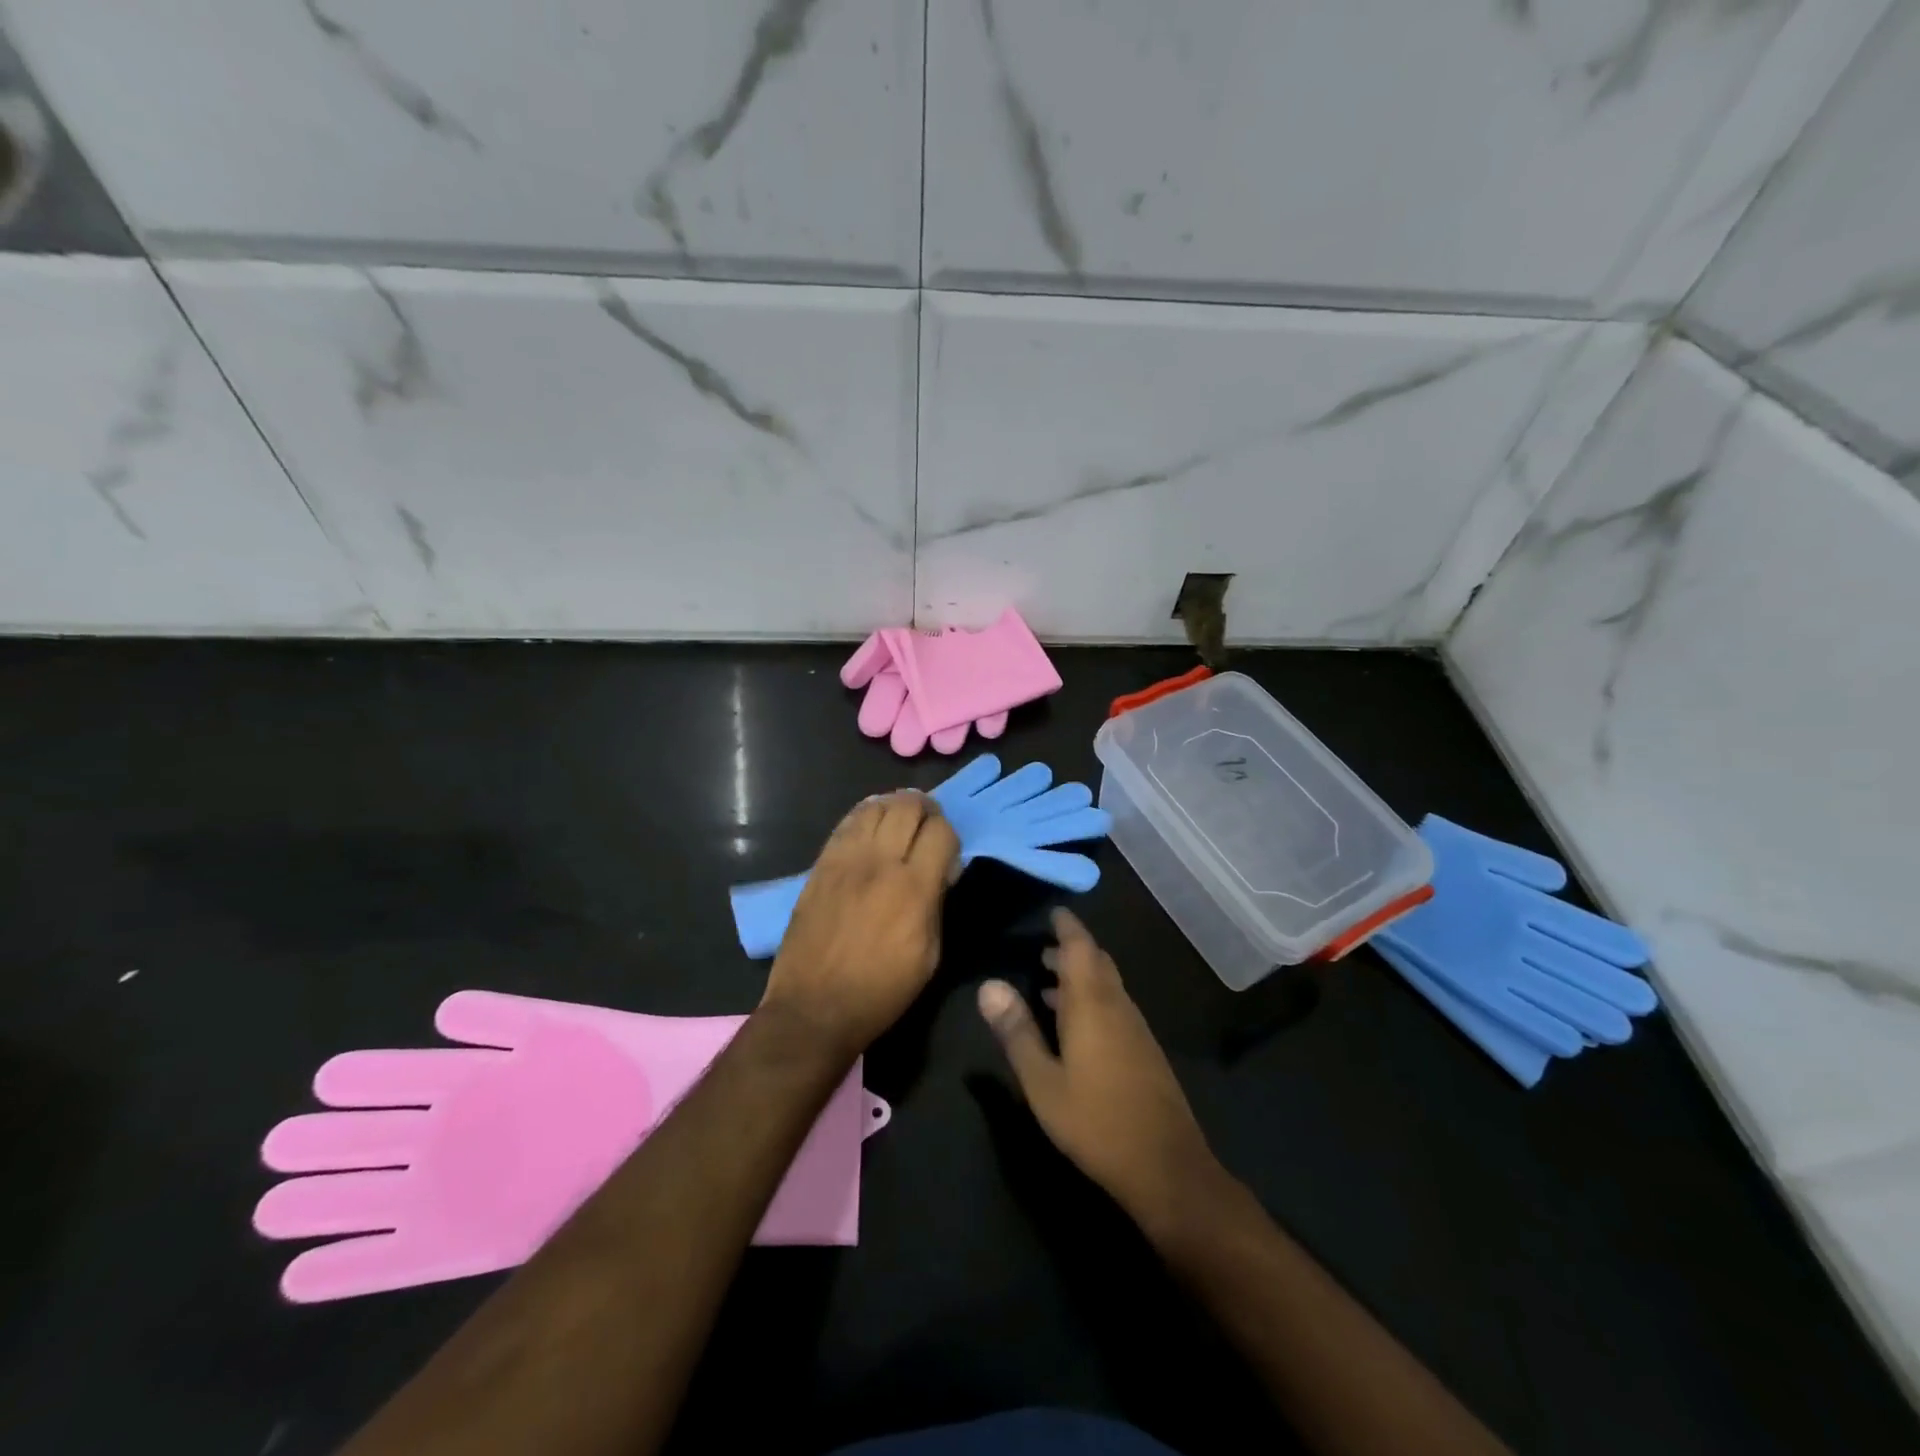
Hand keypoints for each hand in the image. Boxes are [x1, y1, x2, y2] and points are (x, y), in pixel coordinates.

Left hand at [763, 791, 958, 1057]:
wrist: (814, 1008)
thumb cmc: (881, 991)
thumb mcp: (929, 956)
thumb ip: (936, 904)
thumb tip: (940, 872)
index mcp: (914, 889)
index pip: (941, 832)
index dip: (950, 835)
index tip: (948, 852)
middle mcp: (880, 863)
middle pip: (908, 806)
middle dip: (926, 809)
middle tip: (928, 822)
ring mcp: (845, 860)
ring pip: (875, 806)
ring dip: (894, 806)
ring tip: (901, 818)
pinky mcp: (821, 864)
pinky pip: (846, 823)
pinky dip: (865, 815)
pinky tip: (872, 822)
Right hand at [978, 909, 1222, 1232]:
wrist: (1165, 1168)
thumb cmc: (1095, 1122)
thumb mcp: (1043, 1081)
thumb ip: (1016, 1032)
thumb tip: (988, 985)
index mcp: (1093, 1005)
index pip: (1081, 948)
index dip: (1068, 927)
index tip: (1054, 912)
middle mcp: (1118, 1007)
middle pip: (1097, 963)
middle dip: (1071, 950)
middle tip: (1042, 950)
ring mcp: (1136, 1030)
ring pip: (1108, 986)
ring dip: (1081, 977)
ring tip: (1048, 984)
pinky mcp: (1145, 1052)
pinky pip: (1115, 1008)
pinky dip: (1093, 1000)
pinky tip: (1076, 1026)